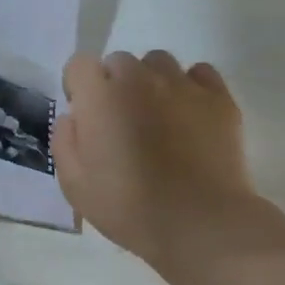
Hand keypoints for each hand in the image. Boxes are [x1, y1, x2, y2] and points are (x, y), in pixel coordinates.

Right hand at [53, 50, 277, 274]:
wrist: (199, 223)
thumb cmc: (128, 208)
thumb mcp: (75, 186)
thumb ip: (65, 142)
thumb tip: (73, 118)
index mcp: (100, 97)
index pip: (79, 65)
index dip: (78, 88)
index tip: (85, 116)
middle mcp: (139, 79)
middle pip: (119, 61)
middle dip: (114, 85)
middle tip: (121, 123)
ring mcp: (182, 85)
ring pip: (158, 63)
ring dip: (150, 82)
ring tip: (156, 117)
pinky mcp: (219, 98)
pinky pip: (199, 73)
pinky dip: (189, 87)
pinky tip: (188, 116)